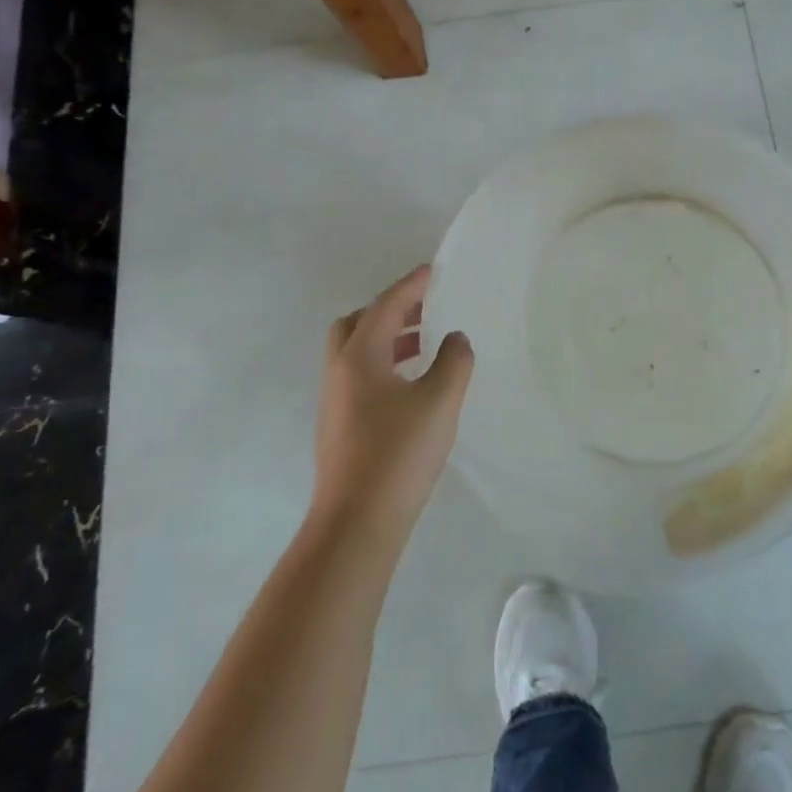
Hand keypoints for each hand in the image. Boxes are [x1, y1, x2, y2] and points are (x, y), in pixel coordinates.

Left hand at [312, 265, 473, 539]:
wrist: (357, 522)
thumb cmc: (399, 453)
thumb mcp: (439, 401)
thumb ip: (454, 361)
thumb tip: (456, 339)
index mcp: (360, 355)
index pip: (386, 305)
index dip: (412, 285)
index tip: (434, 270)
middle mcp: (340, 370)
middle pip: (359, 322)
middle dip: (391, 309)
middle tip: (425, 307)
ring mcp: (335, 399)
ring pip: (357, 350)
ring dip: (388, 337)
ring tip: (426, 341)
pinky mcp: (339, 424)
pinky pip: (360, 374)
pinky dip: (384, 362)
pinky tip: (411, 382)